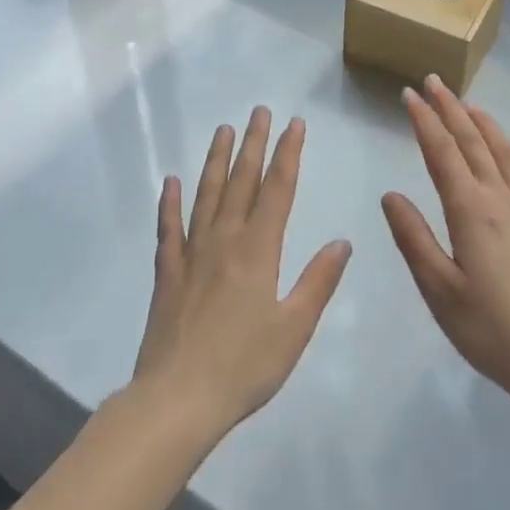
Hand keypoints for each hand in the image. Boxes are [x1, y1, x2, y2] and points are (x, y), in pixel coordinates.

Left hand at [131, 107, 352, 440]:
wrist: (177, 399)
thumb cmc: (244, 366)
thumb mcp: (294, 328)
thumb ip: (318, 281)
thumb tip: (342, 242)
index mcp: (259, 250)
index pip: (277, 189)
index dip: (288, 154)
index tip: (295, 124)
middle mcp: (225, 240)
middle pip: (241, 181)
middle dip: (254, 143)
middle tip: (259, 110)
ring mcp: (192, 253)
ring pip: (206, 194)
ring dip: (216, 160)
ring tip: (223, 130)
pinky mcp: (167, 273)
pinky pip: (169, 229)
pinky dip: (170, 203)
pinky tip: (170, 182)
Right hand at [382, 77, 509, 406]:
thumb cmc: (491, 330)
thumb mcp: (440, 291)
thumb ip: (414, 239)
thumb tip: (391, 194)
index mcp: (471, 210)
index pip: (442, 152)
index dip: (424, 120)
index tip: (408, 94)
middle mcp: (498, 198)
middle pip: (471, 140)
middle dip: (449, 107)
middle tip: (431, 81)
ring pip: (498, 148)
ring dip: (477, 119)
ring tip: (462, 101)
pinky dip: (498, 141)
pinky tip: (494, 145)